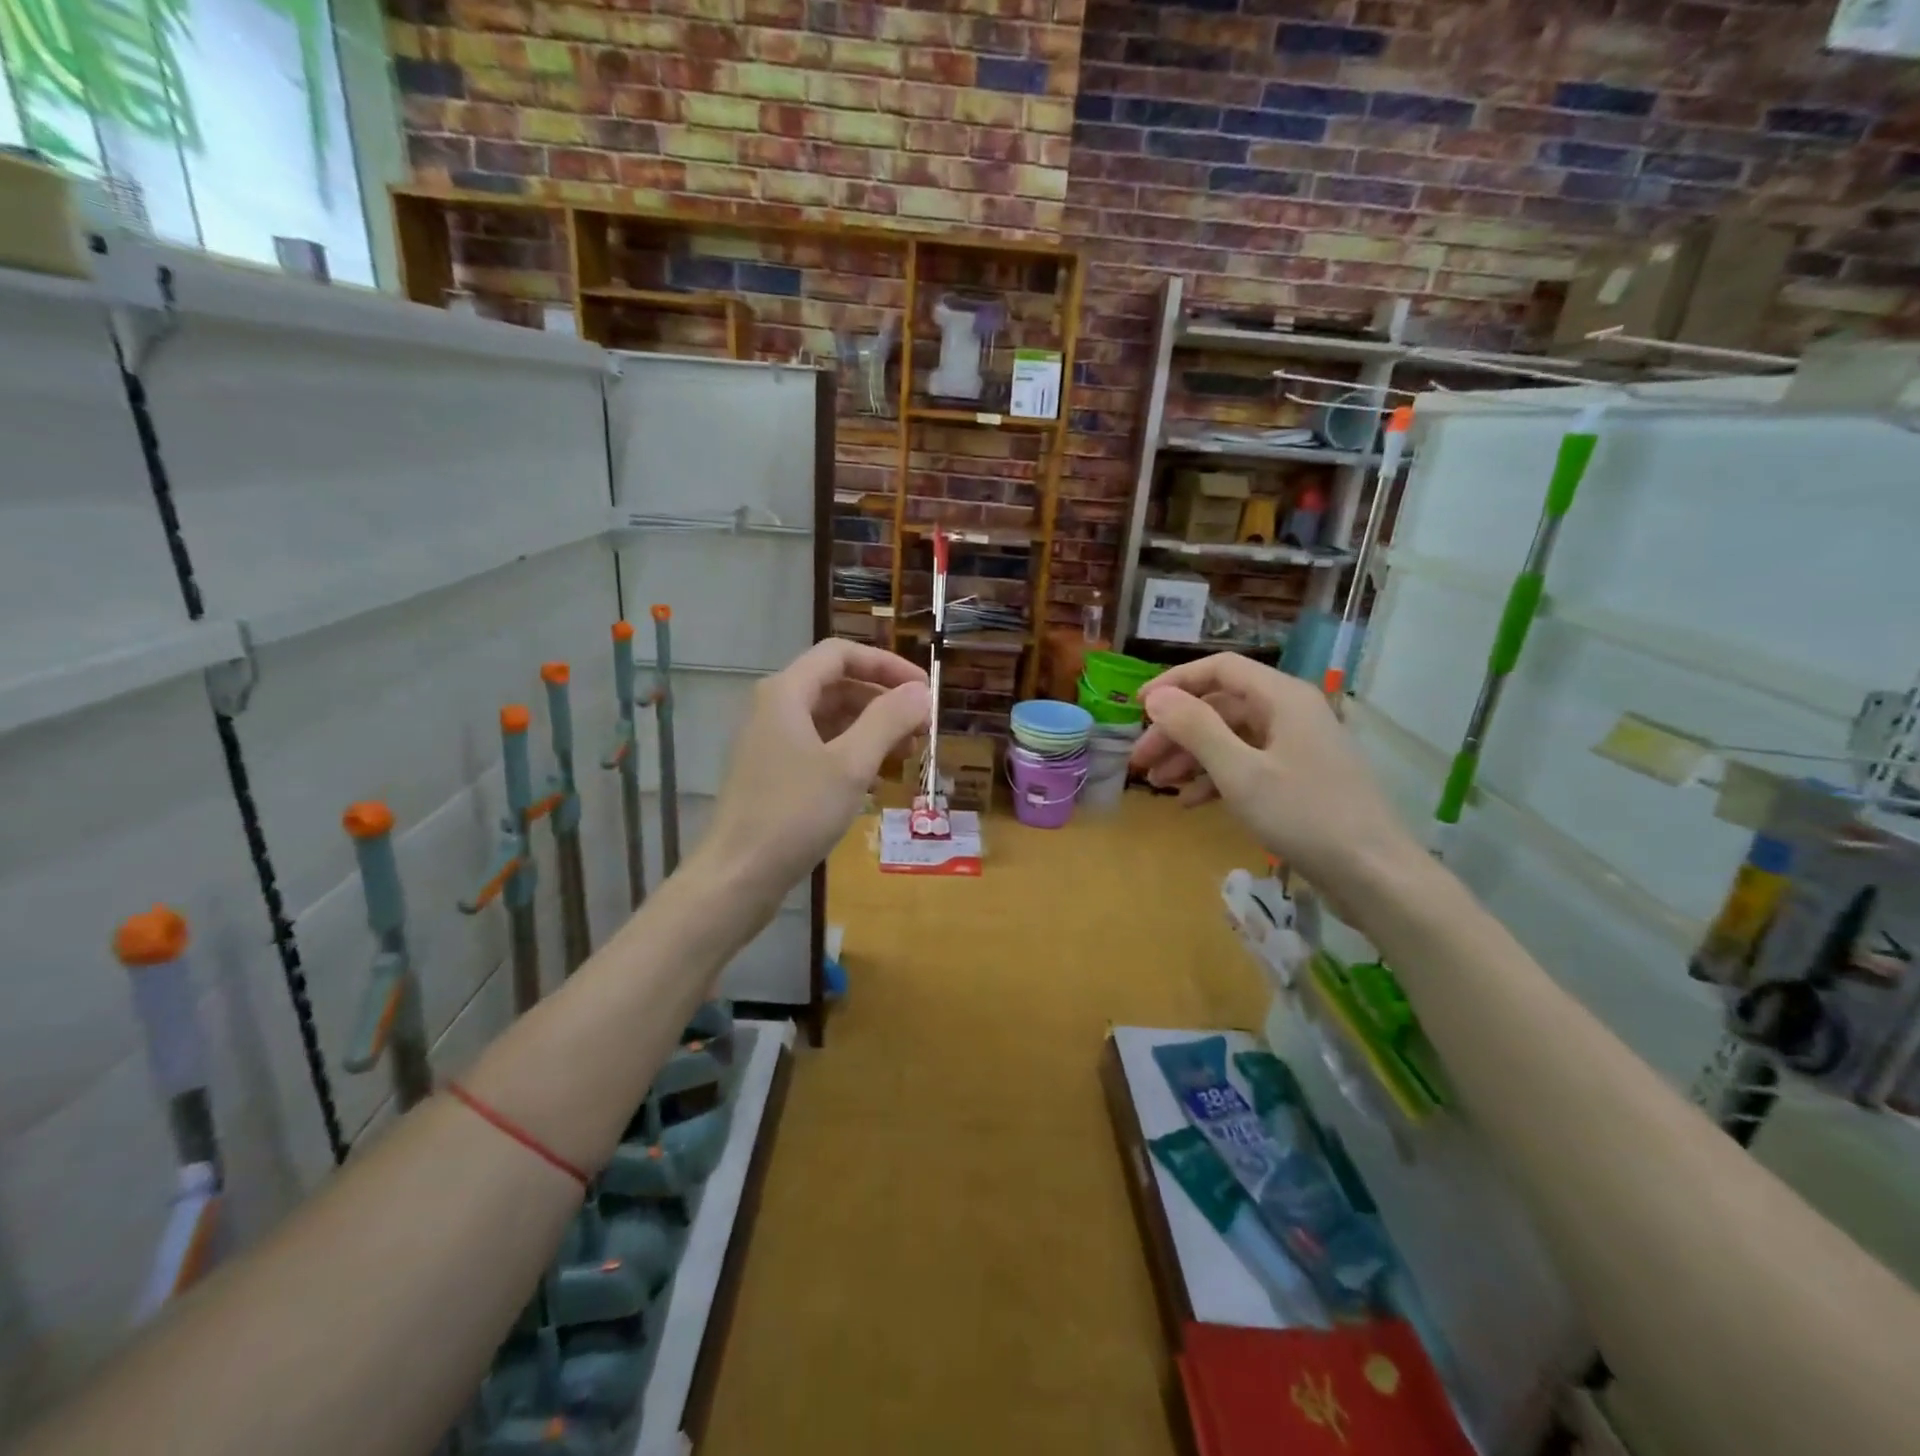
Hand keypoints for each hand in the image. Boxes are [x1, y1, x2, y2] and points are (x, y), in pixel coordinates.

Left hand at [700, 640, 928, 902]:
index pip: (842, 654)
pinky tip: (876, 780)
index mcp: (787, 692)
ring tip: (907, 755)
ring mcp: (772, 742)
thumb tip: (921, 691)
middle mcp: (775, 708)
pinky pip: (820, 747)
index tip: (924, 690)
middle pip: (838, 685)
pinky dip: (852, 754)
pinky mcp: (774, 773)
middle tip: (922, 728)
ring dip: (872, 730)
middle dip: (883, 701)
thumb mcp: (851, 764)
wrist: (739, 876)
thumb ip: (888, 720)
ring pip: (831, 719)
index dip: (887, 665)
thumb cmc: (795, 813)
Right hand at [1131, 654, 1421, 907]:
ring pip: (1232, 737)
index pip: (1220, 669)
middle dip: (1177, 731)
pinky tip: (1192, 802)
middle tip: (1141, 760)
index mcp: (1282, 698)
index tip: (1138, 707)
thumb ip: (1196, 729)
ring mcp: (1297, 746)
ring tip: (1159, 784)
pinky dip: (1217, 778)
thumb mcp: (1241, 772)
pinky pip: (1248, 764)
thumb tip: (1156, 697)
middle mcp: (1290, 712)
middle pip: (1221, 706)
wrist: (1374, 875)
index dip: (1175, 683)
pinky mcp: (1300, 778)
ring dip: (1192, 757)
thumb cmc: (1305, 816)